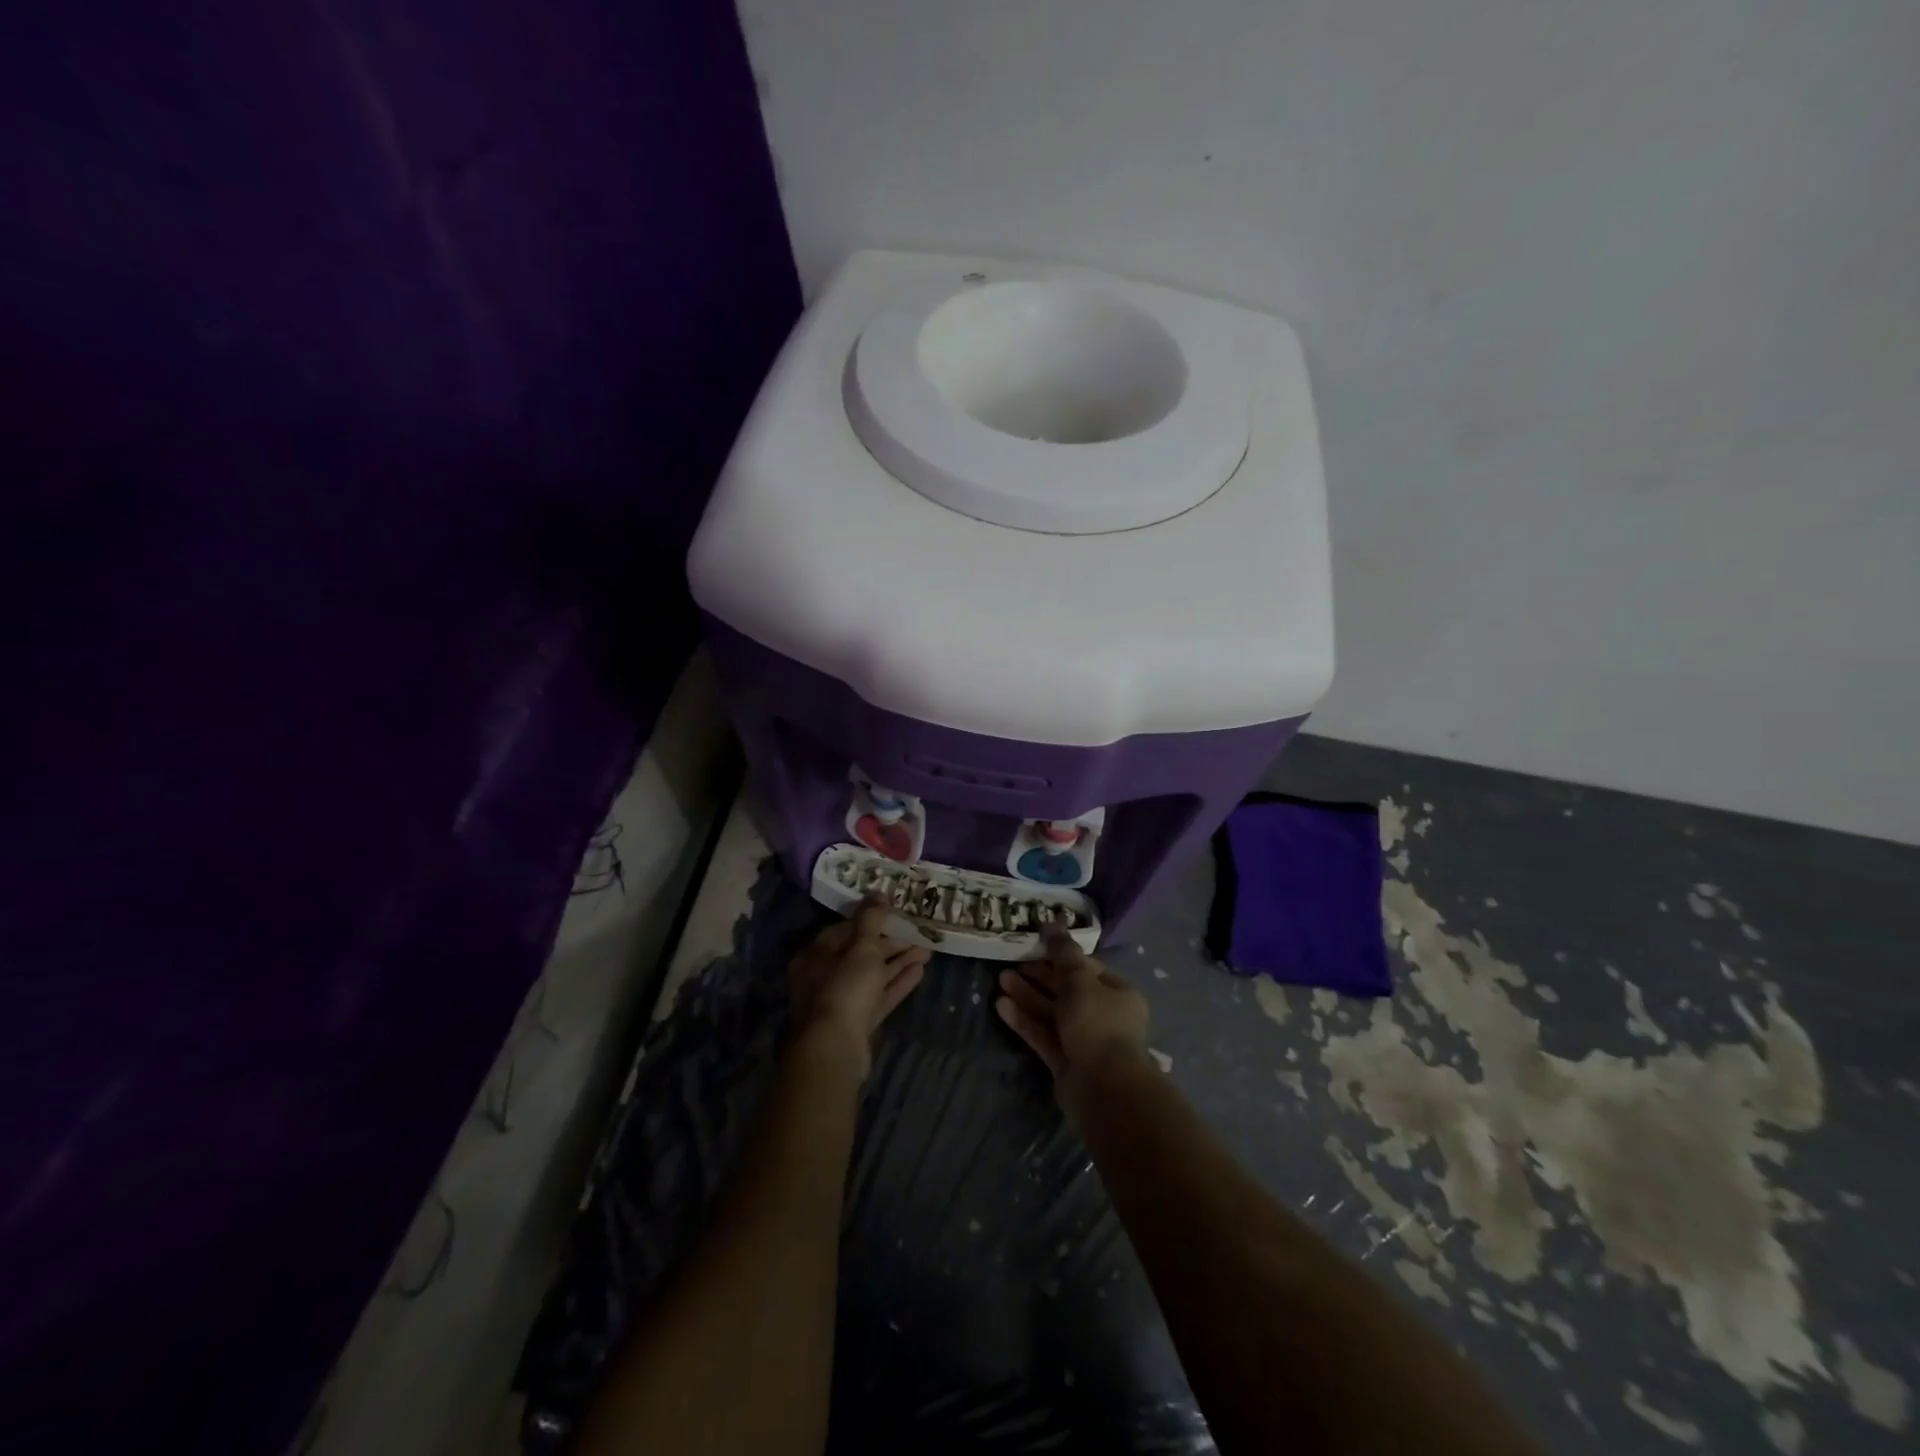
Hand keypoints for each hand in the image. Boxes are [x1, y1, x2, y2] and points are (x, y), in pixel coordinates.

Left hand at [789, 900, 930, 1077]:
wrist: (835, 1049)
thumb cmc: (844, 987)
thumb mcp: (861, 947)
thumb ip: (870, 919)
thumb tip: (877, 892)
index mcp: (816, 955)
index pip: (844, 930)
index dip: (870, 920)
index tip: (894, 913)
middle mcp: (825, 977)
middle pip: (861, 953)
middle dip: (890, 943)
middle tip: (917, 932)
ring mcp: (842, 1002)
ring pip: (873, 975)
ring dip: (899, 962)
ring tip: (927, 949)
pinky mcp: (858, 1023)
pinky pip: (880, 996)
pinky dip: (898, 983)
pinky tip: (920, 971)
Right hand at [996, 928, 1152, 1123]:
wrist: (1103, 1088)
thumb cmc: (1097, 1024)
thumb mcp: (1079, 980)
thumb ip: (1062, 952)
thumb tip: (1051, 922)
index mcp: (1117, 993)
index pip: (1087, 967)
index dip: (1060, 955)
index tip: (1035, 945)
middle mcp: (1103, 1015)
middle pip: (1067, 990)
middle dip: (1039, 976)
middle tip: (1011, 962)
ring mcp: (1083, 1040)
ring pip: (1052, 1012)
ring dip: (1027, 996)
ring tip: (1000, 979)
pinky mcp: (1065, 1062)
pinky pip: (1043, 1034)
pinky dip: (1024, 1020)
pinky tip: (1001, 1006)